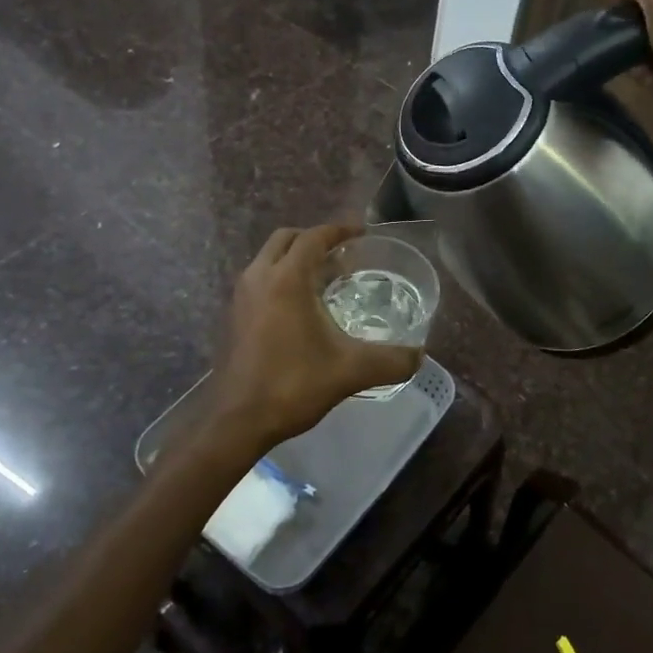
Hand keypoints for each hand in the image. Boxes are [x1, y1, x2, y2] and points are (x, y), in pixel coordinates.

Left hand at [209, 224, 422, 454]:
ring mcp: (241, 297)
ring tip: (325, 280)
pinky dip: (280, 278)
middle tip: (343, 255)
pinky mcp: (233, 316)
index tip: (363, 233)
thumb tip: (419, 357)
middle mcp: (259, 277)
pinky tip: (301, 309)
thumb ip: (390, 361)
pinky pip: (260, 280)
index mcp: (286, 279)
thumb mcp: (350, 371)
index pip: (314, 237)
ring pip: (269, 259)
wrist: (237, 422)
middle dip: (314, 239)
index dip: (340, 230)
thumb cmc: (292, 385)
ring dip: (295, 259)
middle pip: (286, 239)